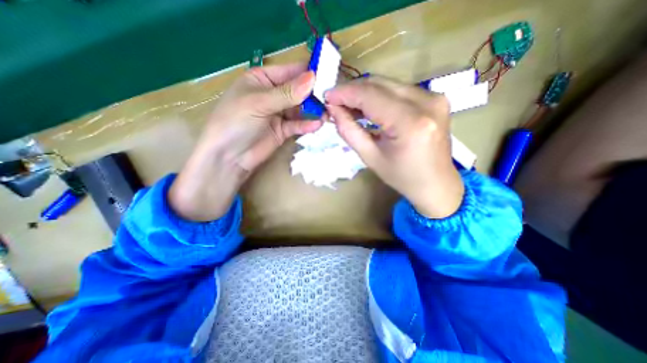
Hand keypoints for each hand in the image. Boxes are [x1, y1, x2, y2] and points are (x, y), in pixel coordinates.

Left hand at [169, 63, 323, 220]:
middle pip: (298, 91)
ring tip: (328, 113)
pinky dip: (307, 125)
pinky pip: (298, 125)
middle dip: (314, 94)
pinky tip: (317, 125)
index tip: (329, 74)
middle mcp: (273, 94)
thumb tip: (312, 78)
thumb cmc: (235, 122)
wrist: (229, 157)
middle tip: (331, 98)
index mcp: (262, 79)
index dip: (308, 72)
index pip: (290, 71)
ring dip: (313, 111)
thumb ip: (287, 93)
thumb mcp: (259, 102)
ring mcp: (279, 114)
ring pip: (301, 109)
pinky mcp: (283, 131)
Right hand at [327, 75, 461, 218]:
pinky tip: (368, 107)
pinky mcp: (435, 98)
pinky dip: (380, 96)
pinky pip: (399, 90)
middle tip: (335, 101)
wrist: (436, 183)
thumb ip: (350, 131)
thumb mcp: (370, 157)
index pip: (370, 96)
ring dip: (365, 92)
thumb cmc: (401, 177)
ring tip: (348, 106)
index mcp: (409, 123)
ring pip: (389, 84)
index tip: (327, 97)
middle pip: (380, 84)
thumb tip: (333, 109)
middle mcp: (426, 102)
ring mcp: (434, 97)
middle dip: (353, 90)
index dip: (345, 93)